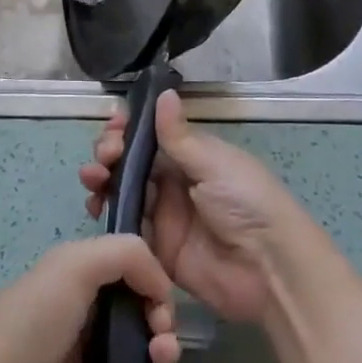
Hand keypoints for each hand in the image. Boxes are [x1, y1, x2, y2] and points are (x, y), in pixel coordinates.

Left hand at [0, 235, 180, 362]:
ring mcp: (92, 355)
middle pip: (143, 309)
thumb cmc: (35, 317)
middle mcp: (89, 310)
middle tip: (159, 336)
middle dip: (162, 319)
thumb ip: (128, 254)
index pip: (132, 267)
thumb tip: (161, 286)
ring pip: (145, 350)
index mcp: (81, 273)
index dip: (153, 280)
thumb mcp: (76, 264)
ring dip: (162, 355)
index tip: (157, 300)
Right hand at [79, 90, 312, 325]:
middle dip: (110, 153)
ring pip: (123, 192)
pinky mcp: (157, 250)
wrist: (269, 270)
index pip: (151, 136)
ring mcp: (164, 217)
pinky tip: (96, 207)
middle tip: (104, 157)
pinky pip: (126, 230)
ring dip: (102, 181)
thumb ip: (179, 136)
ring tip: (92, 179)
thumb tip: (163, 92)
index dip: (129, 129)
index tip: (114, 125)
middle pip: (131, 163)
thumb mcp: (214, 163)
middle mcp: (174, 182)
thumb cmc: (246, 202)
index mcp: (191, 156)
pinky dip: (108, 217)